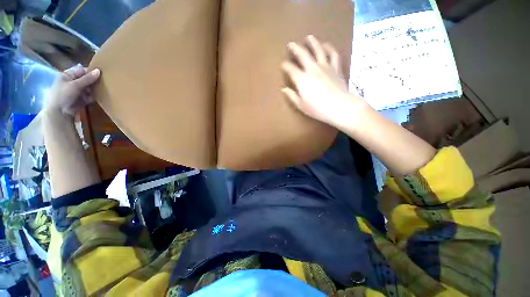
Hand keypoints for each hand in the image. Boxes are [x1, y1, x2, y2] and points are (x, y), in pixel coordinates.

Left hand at [45, 67, 100, 116]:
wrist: (55, 117)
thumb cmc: (63, 95)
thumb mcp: (75, 85)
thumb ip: (87, 79)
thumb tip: (99, 71)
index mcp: (66, 76)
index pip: (80, 71)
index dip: (89, 73)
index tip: (98, 75)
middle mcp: (67, 84)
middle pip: (81, 82)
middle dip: (89, 84)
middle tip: (98, 85)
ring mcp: (69, 95)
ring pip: (81, 91)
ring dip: (88, 92)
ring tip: (95, 94)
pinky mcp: (71, 105)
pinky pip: (80, 100)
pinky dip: (86, 100)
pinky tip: (91, 100)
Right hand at [281, 35, 363, 126]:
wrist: (341, 106)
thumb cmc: (320, 109)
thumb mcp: (302, 106)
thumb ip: (292, 96)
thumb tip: (284, 89)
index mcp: (301, 78)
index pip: (290, 68)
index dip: (285, 65)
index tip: (283, 65)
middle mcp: (312, 68)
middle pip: (302, 54)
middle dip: (295, 48)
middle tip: (291, 44)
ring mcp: (325, 67)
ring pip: (318, 50)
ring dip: (313, 43)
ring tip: (310, 37)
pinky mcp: (336, 68)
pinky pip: (333, 56)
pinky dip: (330, 49)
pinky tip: (327, 45)